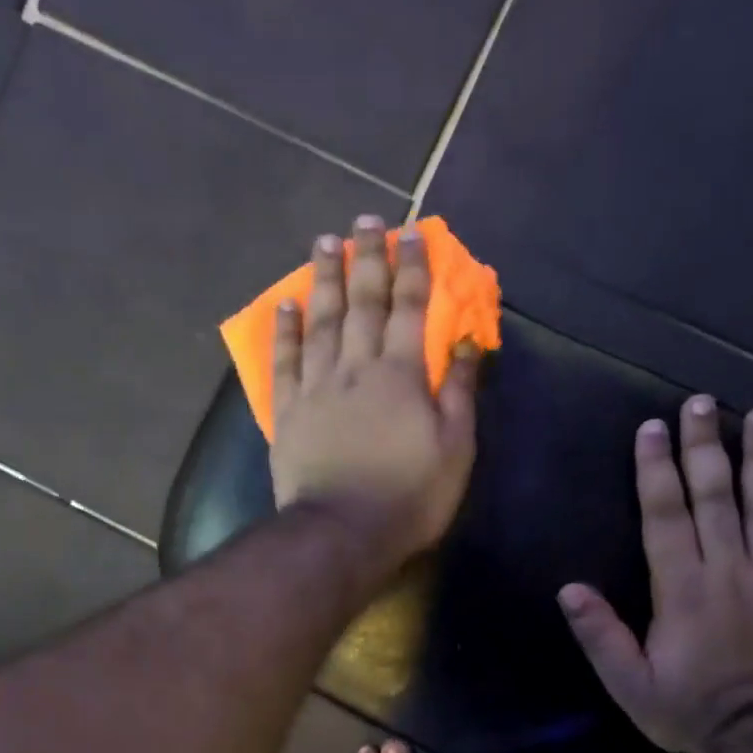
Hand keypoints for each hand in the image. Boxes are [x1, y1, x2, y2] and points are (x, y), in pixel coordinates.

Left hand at [269, 216, 481, 561]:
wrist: (342, 532)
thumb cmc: (409, 496)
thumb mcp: (454, 449)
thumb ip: (460, 391)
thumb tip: (467, 341)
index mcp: (400, 374)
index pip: (409, 308)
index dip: (412, 268)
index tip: (412, 233)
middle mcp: (356, 367)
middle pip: (361, 302)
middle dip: (366, 257)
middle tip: (364, 220)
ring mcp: (316, 386)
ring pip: (320, 321)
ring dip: (324, 279)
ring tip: (325, 242)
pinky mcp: (288, 411)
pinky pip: (284, 360)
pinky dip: (285, 329)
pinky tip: (286, 303)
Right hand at [559, 395, 752, 752]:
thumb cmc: (686, 708)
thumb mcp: (627, 681)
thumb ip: (600, 634)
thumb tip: (568, 589)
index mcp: (681, 588)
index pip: (666, 516)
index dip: (657, 470)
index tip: (653, 429)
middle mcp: (728, 570)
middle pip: (716, 496)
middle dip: (706, 446)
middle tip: (702, 403)